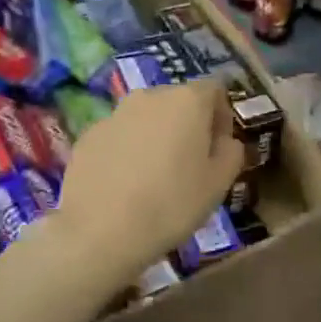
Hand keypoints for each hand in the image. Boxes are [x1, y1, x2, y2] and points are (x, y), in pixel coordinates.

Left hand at [51, 79, 244, 285]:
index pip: (214, 90)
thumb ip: (231, 152)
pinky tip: (126, 185)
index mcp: (187, 101)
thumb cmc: (172, 204)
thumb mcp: (219, 183)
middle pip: (178, 101)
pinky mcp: (89, 135)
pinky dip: (128, 151)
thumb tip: (226, 141)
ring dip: (156, 137)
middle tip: (191, 163)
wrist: (100, 231)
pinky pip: (120, 136)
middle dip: (189, 125)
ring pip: (146, 118)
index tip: (220, 147)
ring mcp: (114, 114)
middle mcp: (150, 96)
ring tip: (155, 176)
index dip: (222, 115)